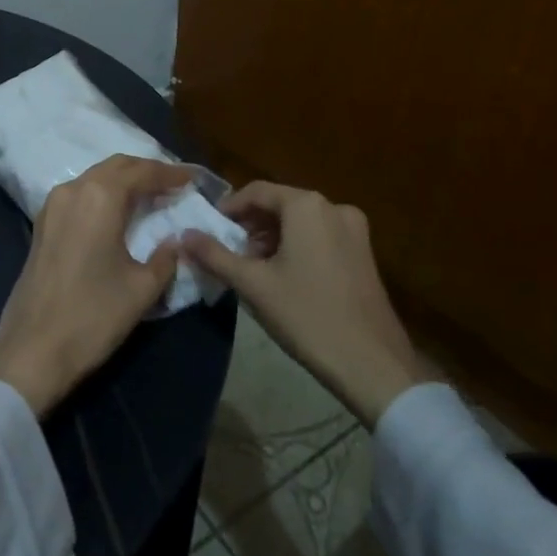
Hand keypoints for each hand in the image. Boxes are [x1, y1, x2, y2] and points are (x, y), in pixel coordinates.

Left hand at [0, 155, 192, 418]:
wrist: (33, 349)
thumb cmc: (93, 316)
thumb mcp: (141, 289)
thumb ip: (165, 258)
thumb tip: (176, 240)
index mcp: (100, 197)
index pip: (142, 172)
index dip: (170, 174)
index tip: (193, 179)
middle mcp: (74, 190)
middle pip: (116, 166)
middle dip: (146, 171)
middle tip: (174, 184)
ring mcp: (53, 205)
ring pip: (95, 178)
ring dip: (123, 181)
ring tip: (150, 195)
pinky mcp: (42, 224)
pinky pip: (80, 194)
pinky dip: (103, 194)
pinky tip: (118, 212)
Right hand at [182, 182, 424, 428]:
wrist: (372, 364)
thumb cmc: (307, 316)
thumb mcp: (253, 285)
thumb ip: (215, 255)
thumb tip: (184, 235)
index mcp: (306, 206)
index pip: (257, 191)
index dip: (229, 208)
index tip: (209, 229)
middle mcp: (333, 207)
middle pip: (280, 204)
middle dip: (251, 224)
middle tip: (229, 251)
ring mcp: (354, 230)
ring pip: (300, 221)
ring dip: (272, 236)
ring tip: (252, 266)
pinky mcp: (364, 253)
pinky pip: (320, 235)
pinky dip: (296, 245)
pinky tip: (283, 275)